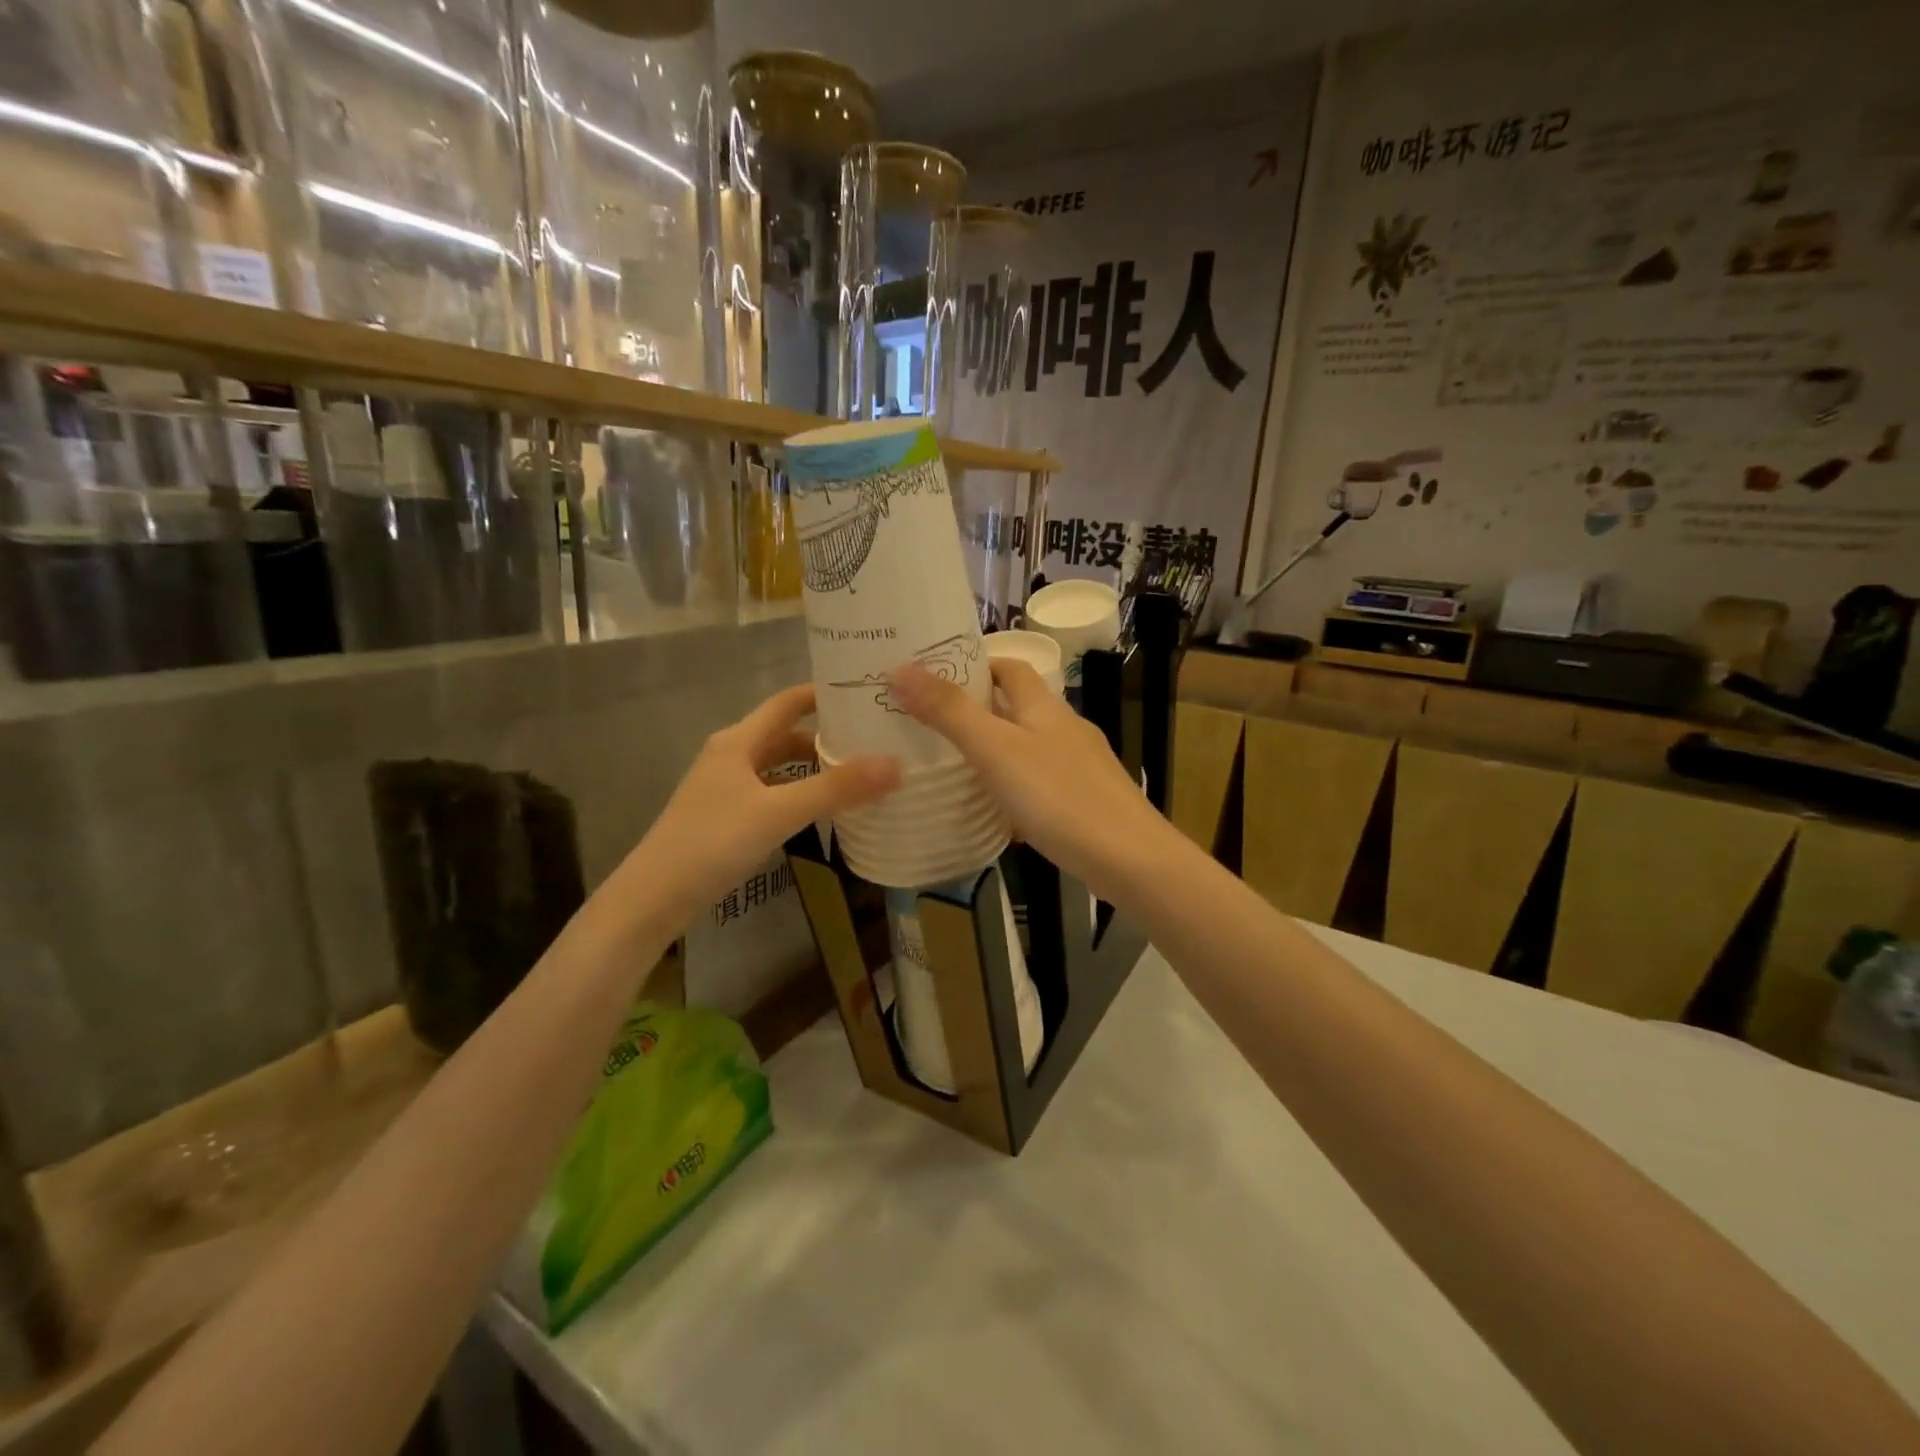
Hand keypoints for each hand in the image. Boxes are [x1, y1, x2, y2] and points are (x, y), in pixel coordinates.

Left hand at [631, 685, 898, 916]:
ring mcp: (726, 787)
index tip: (865, 693)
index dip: (823, 693)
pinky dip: (799, 794)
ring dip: (813, 767)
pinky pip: (772, 793)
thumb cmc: (713, 842)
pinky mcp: (726, 816)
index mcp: (739, 740)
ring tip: (857, 774)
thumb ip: (836, 789)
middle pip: (786, 734)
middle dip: (827, 736)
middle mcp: (731, 755)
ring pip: (779, 766)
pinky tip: (822, 811)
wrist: (655, 896)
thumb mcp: (779, 812)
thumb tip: (895, 764)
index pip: (788, 702)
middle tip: (873, 740)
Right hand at [887, 660, 1164, 895]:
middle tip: (928, 723)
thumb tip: (900, 667)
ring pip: (1027, 747)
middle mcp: (1064, 729)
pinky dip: (1012, 789)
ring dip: (993, 750)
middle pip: (1017, 706)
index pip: (1009, 667)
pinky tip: (993, 812)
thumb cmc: (1059, 797)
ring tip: (950, 765)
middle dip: (977, 709)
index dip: (975, 664)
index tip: (933, 677)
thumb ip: (950, 712)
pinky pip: (1038, 784)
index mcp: (1045, 707)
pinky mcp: (1083, 801)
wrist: (1130, 859)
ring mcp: (1078, 766)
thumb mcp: (996, 751)